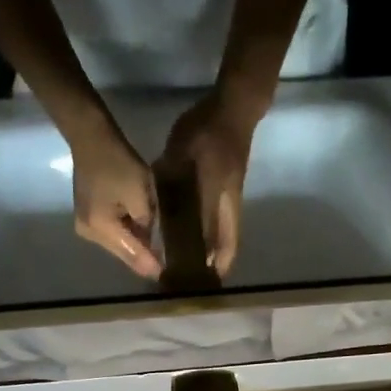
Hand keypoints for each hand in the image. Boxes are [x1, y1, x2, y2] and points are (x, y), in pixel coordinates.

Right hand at [70, 124, 160, 278]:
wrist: (90, 137)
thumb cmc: (118, 162)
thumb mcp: (141, 194)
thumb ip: (147, 224)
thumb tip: (152, 246)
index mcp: (101, 228)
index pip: (131, 254)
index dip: (150, 265)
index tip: (166, 276)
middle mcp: (89, 234)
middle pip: (123, 253)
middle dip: (143, 258)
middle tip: (165, 266)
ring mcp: (85, 228)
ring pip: (118, 245)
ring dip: (136, 247)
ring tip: (156, 254)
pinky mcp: (88, 219)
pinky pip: (112, 234)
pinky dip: (127, 235)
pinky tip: (141, 236)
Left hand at [158, 86, 263, 275]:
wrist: (236, 106)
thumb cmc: (207, 128)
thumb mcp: (180, 150)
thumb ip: (168, 177)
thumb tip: (155, 205)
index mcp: (215, 196)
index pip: (212, 238)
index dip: (205, 260)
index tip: (198, 280)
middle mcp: (229, 204)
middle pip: (228, 244)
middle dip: (218, 266)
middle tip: (203, 284)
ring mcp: (234, 199)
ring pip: (229, 235)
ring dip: (219, 253)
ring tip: (204, 271)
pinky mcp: (233, 192)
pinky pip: (226, 223)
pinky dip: (218, 238)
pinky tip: (204, 243)